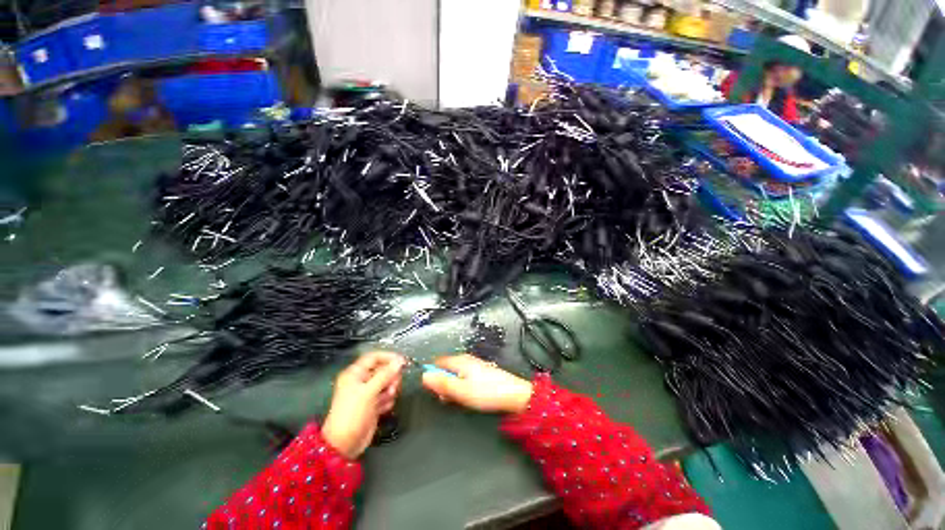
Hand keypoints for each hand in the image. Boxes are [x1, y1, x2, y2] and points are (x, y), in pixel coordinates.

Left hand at [322, 351, 404, 458]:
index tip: (402, 362)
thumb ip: (385, 375)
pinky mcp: (373, 404)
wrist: (344, 445)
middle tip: (392, 386)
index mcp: (355, 373)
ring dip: (390, 390)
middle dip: (391, 377)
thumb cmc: (352, 414)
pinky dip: (387, 400)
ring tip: (386, 398)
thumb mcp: (369, 392)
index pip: (374, 357)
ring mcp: (367, 393)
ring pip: (387, 382)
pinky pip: (386, 396)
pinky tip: (383, 409)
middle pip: (383, 369)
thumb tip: (400, 361)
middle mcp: (362, 380)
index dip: (388, 357)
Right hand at [421, 355, 532, 413]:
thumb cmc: (486, 392)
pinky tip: (469, 398)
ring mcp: (474, 366)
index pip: (437, 363)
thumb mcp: (461, 391)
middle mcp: (465, 360)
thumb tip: (423, 376)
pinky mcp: (480, 373)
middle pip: (445, 370)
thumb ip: (442, 384)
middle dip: (443, 384)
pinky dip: (462, 388)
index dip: (432, 376)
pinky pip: (464, 379)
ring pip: (454, 376)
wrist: (514, 395)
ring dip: (453, 388)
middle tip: (449, 399)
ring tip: (460, 400)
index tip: (435, 390)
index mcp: (459, 360)